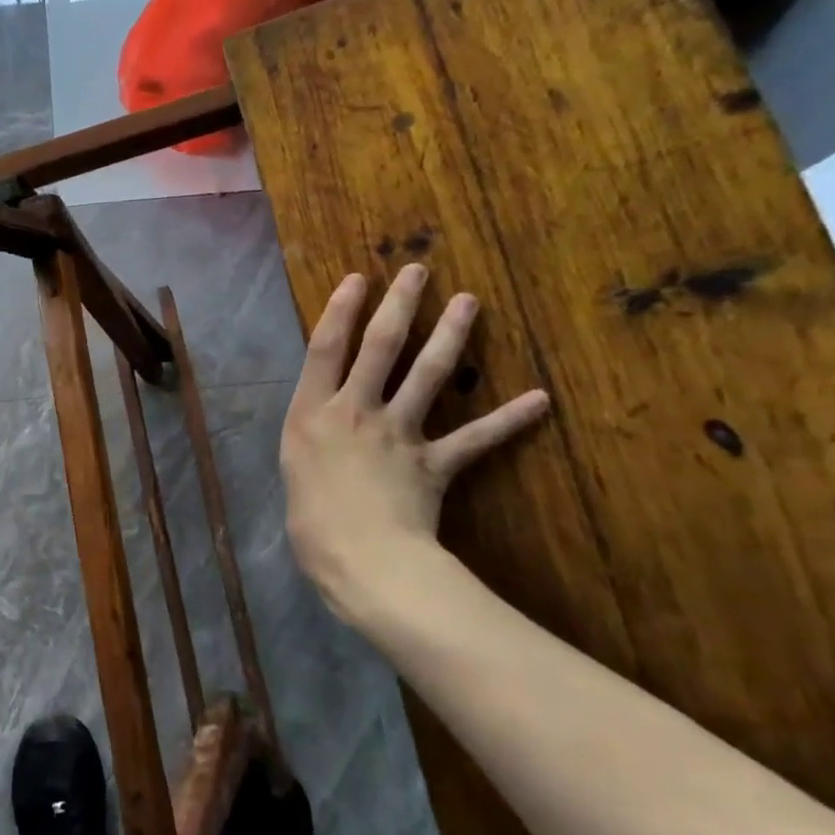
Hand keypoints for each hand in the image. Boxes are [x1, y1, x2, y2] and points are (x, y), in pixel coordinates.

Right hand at [280, 265, 548, 621]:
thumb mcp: (295, 472)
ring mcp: (397, 434)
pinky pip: (475, 439)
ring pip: (427, 376)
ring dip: (449, 336)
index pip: (326, 349)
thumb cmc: (311, 524)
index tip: (357, 279)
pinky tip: (539, 399)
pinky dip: (507, 419)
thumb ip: (313, 441)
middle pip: (379, 348)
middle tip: (418, 271)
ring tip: (468, 302)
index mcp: (313, 413)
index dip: (340, 310)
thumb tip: (327, 431)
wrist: (362, 563)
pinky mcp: (434, 463)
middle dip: (398, 306)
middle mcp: (355, 412)